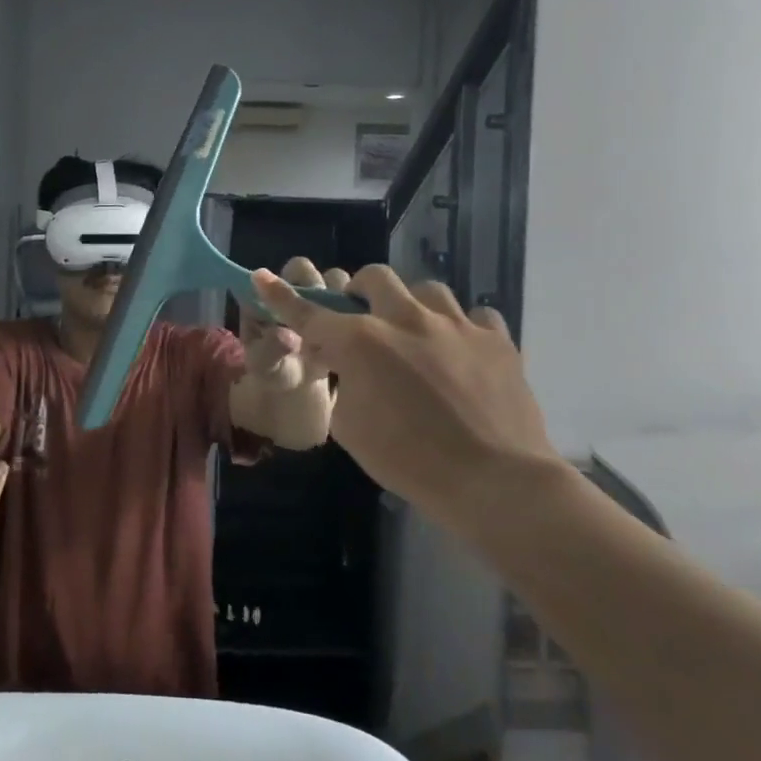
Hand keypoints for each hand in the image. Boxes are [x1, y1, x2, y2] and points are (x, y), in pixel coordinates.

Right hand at [251, 265, 561, 534]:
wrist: (495, 482)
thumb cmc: (409, 461)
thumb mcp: (349, 428)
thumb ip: (342, 385)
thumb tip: (348, 368)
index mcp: (361, 342)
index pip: (310, 312)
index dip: (282, 296)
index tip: (262, 277)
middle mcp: (406, 319)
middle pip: (375, 278)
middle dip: (361, 292)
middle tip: (363, 319)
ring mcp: (456, 325)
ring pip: (427, 289)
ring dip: (412, 305)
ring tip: (415, 333)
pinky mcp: (497, 340)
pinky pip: (475, 315)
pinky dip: (460, 327)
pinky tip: (459, 351)